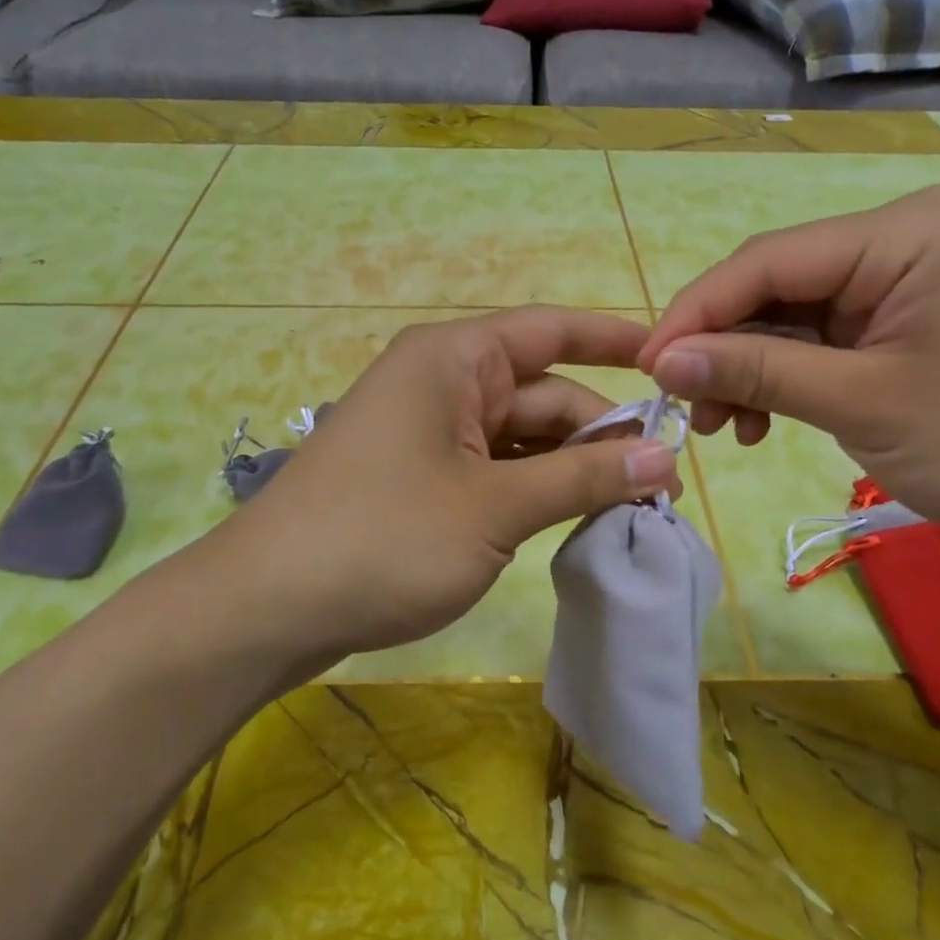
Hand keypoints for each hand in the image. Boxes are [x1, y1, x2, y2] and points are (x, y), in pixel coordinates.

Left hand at [198, 307, 681, 682]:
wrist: (268, 608)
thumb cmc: (383, 538)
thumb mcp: (494, 508)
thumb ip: (582, 478)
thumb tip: (663, 459)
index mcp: (453, 361)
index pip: (549, 331)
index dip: (613, 340)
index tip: (671, 362)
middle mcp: (440, 384)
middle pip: (541, 395)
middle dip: (601, 436)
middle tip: (662, 489)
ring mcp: (427, 434)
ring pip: (520, 439)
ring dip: (570, 470)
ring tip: (630, 511)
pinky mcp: (419, 479)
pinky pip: (492, 470)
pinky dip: (532, 491)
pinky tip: (570, 522)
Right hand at [636, 184, 939, 553]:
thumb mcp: (861, 405)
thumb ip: (756, 373)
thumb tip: (661, 362)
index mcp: (905, 232)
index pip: (766, 261)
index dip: (696, 314)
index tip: (645, 369)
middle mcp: (900, 238)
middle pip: (774, 286)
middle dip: (722, 350)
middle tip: (686, 411)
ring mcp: (901, 279)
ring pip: (787, 317)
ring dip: (748, 371)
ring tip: (727, 429)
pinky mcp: (899, 318)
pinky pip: (817, 339)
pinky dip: (782, 379)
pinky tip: (764, 421)